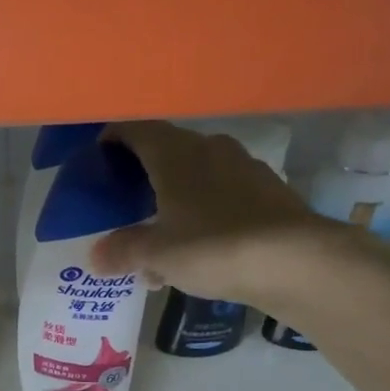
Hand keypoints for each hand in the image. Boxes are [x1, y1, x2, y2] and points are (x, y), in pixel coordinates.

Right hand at [89, 120, 342, 305]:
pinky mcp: (268, 194)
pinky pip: (223, 199)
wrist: (294, 261)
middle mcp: (210, 149)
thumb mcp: (157, 254)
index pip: (137, 129)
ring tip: (161, 245)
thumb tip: (95, 257)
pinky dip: (203, 218)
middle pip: (167, 154)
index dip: (114, 139)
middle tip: (126, 210)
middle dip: (144, 180)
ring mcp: (244, 169)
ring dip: (175, 205)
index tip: (99, 158)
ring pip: (196, 180)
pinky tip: (199, 254)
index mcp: (176, 154)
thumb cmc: (213, 247)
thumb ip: (123, 251)